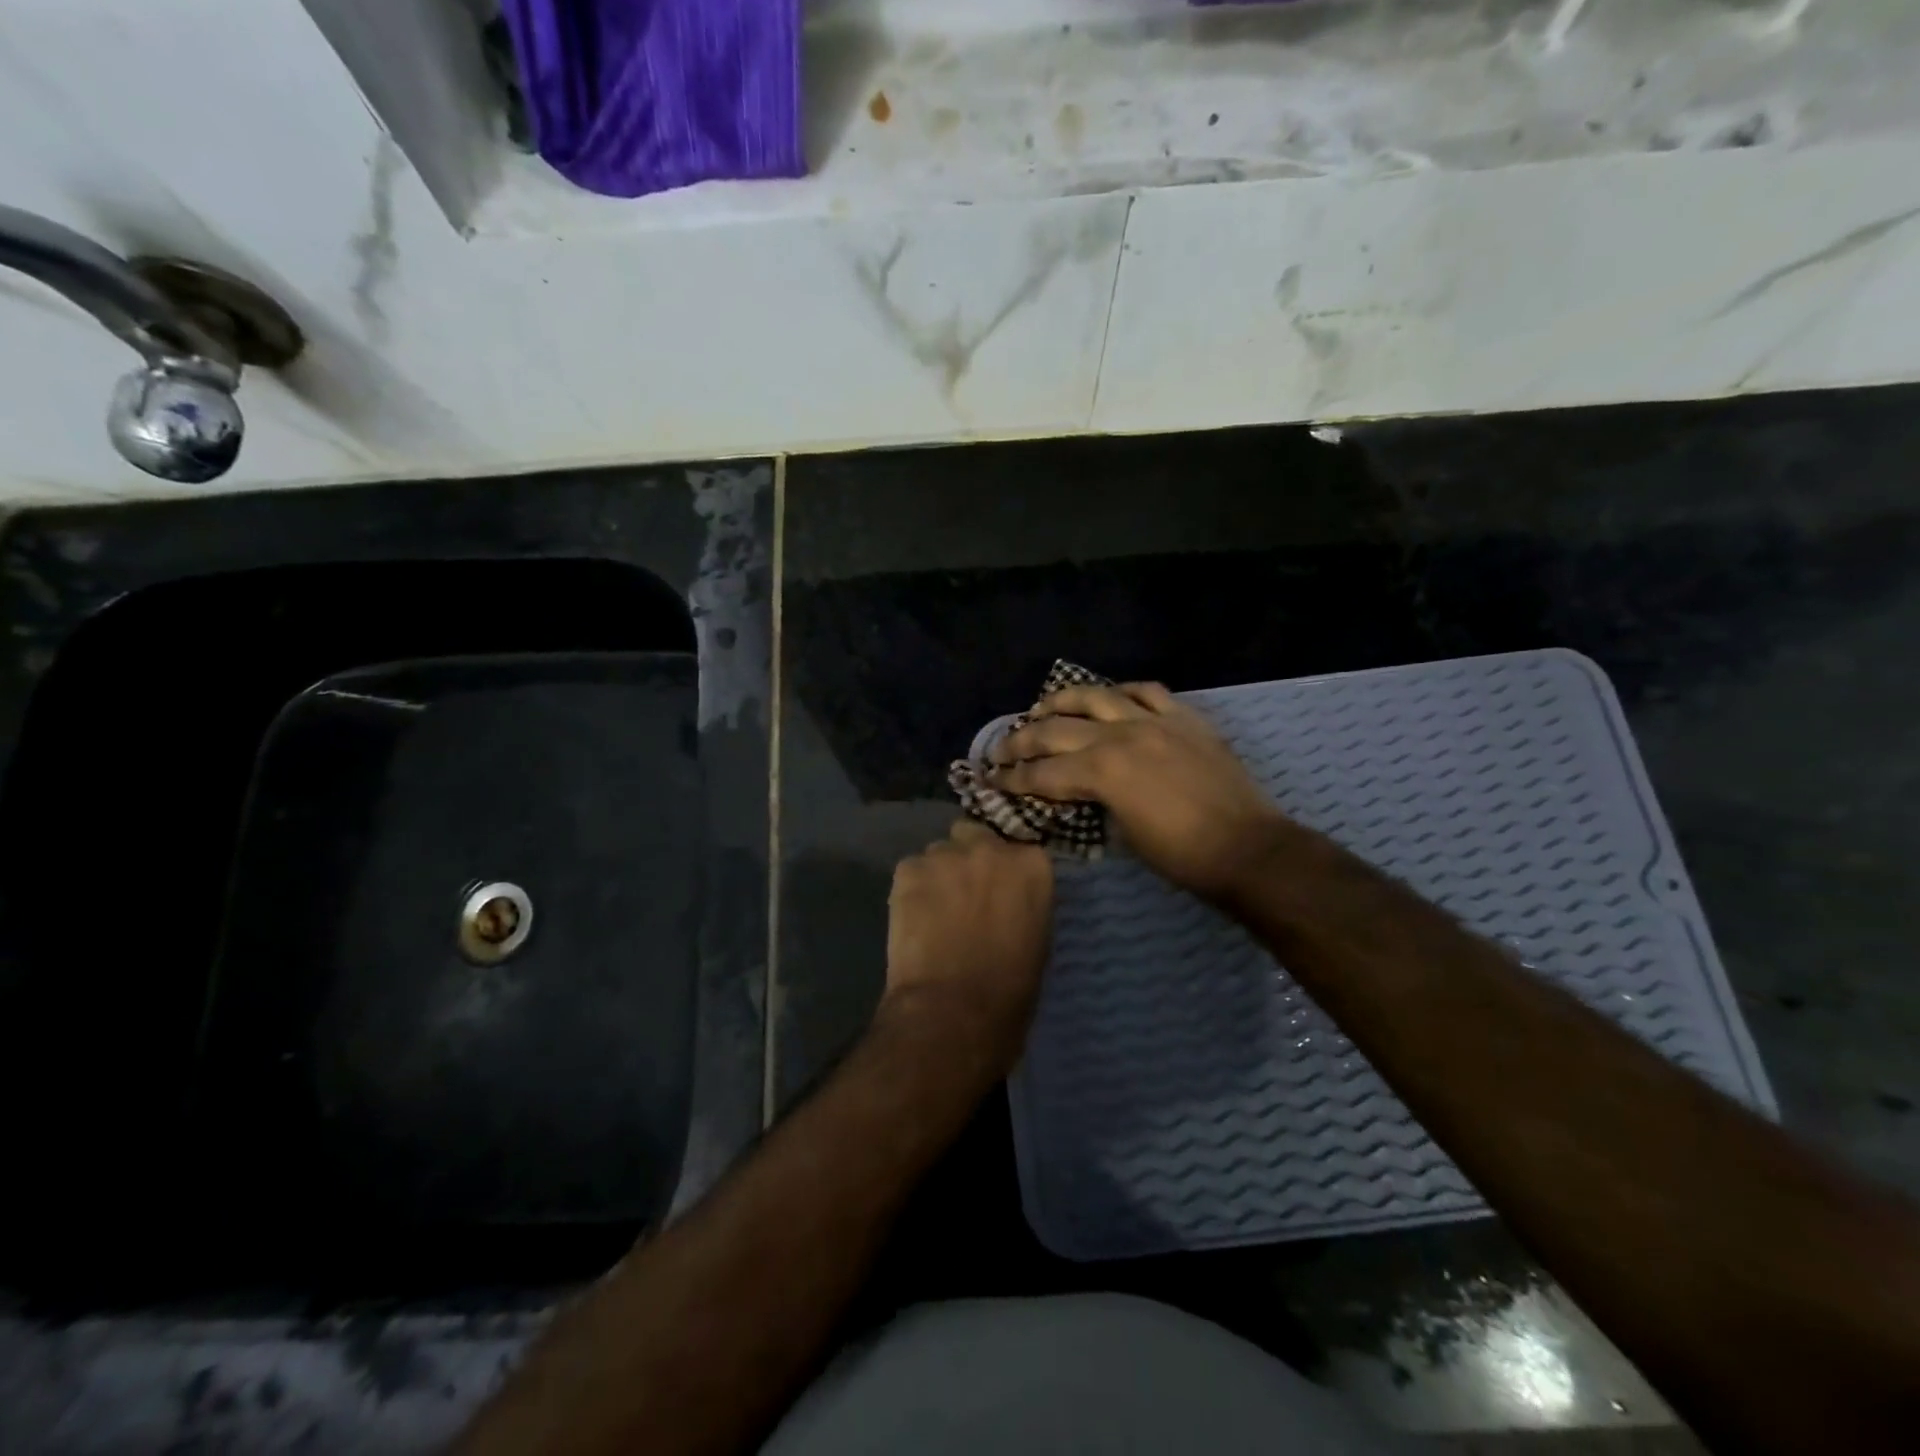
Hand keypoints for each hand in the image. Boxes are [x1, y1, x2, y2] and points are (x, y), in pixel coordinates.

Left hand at [882, 820, 1053, 1059]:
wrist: (953, 1012)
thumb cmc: (1009, 991)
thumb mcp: (1037, 940)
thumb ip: (1023, 903)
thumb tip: (1008, 901)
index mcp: (1032, 865)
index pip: (1019, 850)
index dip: (1004, 871)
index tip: (998, 892)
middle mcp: (990, 848)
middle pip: (974, 836)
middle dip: (969, 859)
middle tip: (964, 895)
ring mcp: (946, 855)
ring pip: (939, 852)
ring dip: (939, 873)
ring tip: (933, 910)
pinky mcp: (908, 870)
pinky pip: (910, 870)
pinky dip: (911, 889)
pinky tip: (912, 918)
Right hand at [987, 681, 1288, 901]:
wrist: (1248, 848)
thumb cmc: (1182, 856)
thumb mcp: (1122, 834)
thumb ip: (1093, 802)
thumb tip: (1075, 792)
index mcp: (1102, 771)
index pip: (1043, 773)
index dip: (1013, 779)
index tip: (992, 780)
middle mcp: (1121, 735)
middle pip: (1056, 729)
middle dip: (1021, 740)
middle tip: (1001, 747)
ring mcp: (1154, 720)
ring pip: (1096, 696)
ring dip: (1061, 701)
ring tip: (1042, 707)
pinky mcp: (1184, 717)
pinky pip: (1147, 691)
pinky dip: (1123, 692)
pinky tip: (1110, 697)